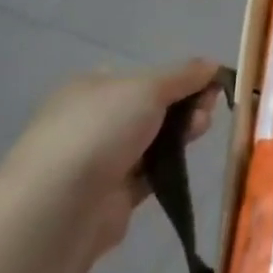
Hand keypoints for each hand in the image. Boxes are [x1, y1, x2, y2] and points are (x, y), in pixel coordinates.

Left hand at [0, 60, 222, 254]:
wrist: (59, 208)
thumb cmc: (100, 131)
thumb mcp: (148, 87)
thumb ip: (183, 75)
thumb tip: (212, 64)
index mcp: (89, 88)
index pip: (140, 77)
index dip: (177, 78)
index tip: (208, 83)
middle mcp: (90, 121)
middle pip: (150, 108)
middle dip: (184, 105)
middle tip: (208, 110)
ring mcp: (98, 160)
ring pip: (152, 141)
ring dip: (180, 134)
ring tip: (201, 131)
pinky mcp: (110, 197)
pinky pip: (148, 174)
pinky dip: (168, 168)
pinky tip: (184, 163)